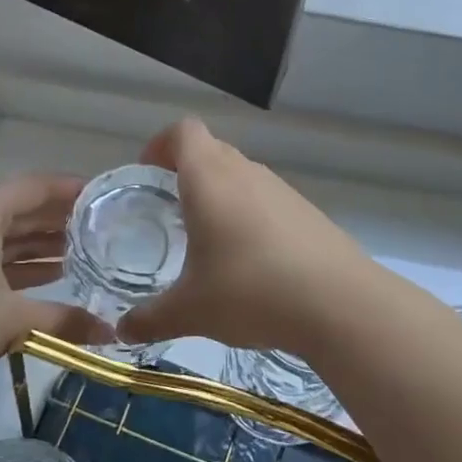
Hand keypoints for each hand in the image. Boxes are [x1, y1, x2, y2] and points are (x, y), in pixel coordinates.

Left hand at [0, 175, 104, 401]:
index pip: (35, 186)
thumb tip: (110, 334)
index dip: (71, 189)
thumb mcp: (10, 320)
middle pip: (19, 209)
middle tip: (100, 228)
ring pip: (2, 236)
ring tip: (80, 254)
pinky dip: (16, 266)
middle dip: (58, 219)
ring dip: (38, 244)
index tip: (104, 196)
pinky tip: (43, 280)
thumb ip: (63, 319)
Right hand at [117, 119, 381, 356]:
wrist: (339, 303)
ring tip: (207, 239)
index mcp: (210, 178)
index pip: (183, 131)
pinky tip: (250, 260)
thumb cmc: (251, 291)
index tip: (146, 174)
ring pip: (240, 175)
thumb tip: (122, 330)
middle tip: (169, 209)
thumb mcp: (191, 311)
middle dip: (185, 172)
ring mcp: (281, 189)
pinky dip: (249, 214)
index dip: (160, 145)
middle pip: (211, 150)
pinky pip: (265, 199)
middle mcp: (245, 172)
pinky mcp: (306, 211)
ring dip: (220, 194)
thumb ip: (150, 318)